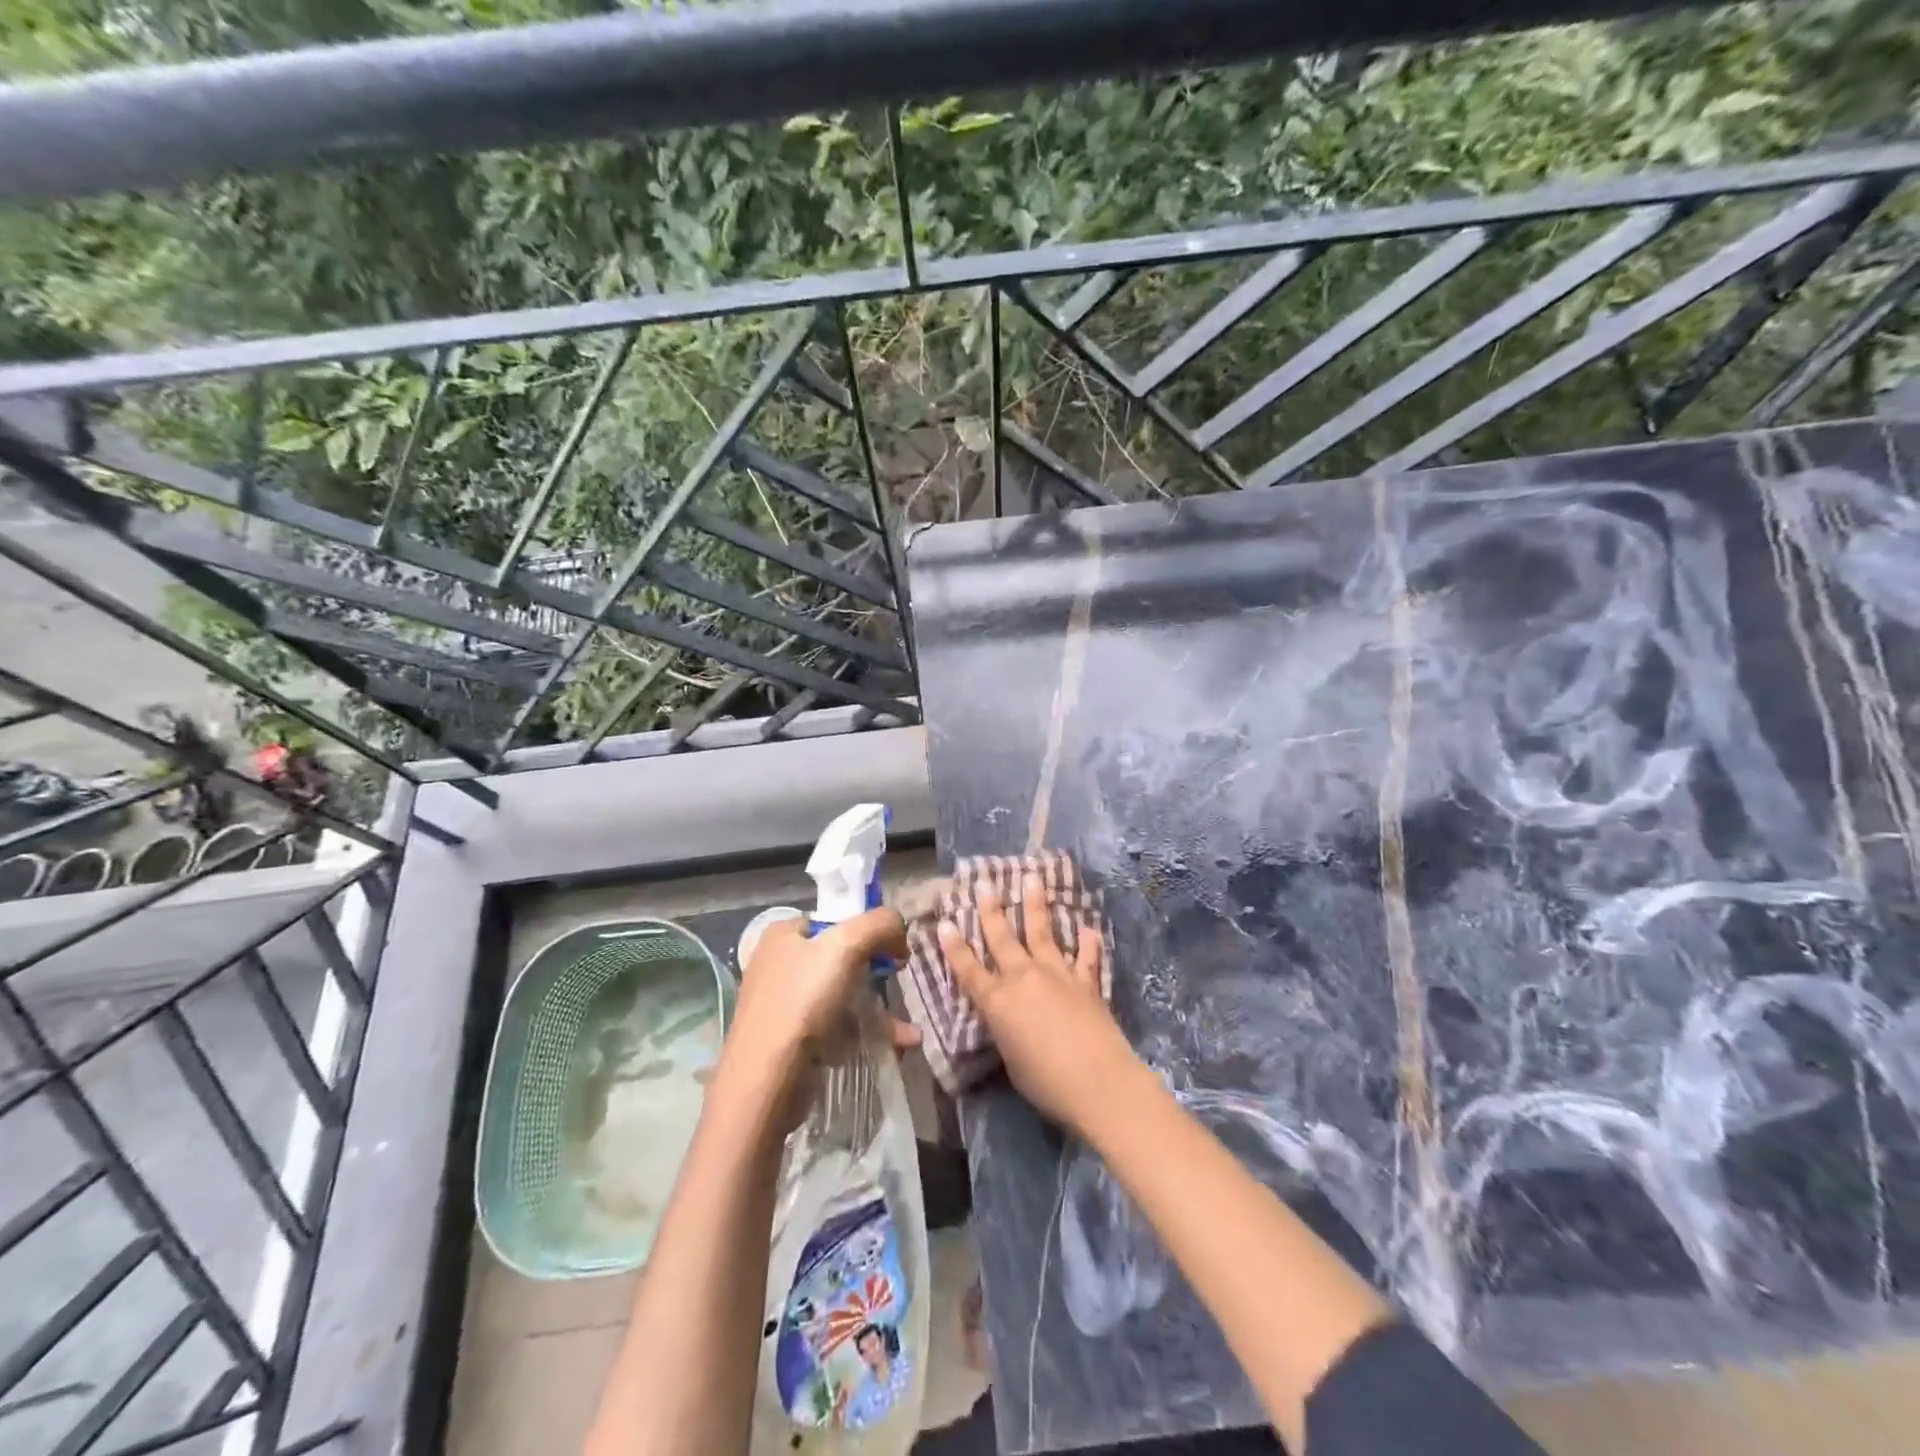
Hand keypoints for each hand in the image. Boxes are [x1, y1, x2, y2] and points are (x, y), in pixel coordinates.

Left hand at [720, 909, 919, 1129]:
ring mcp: (782, 1004)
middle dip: (876, 971)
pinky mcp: (789, 1040)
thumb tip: (899, 929)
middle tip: (898, 981)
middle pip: (840, 957)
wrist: (766, 1080)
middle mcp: (778, 963)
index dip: (868, 929)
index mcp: (783, 934)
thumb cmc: (803, 1001)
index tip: (894, 950)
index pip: (834, 919)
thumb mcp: (847, 945)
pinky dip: (863, 1033)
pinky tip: (895, 1045)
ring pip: (841, 995)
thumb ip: (880, 924)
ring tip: (907, 1030)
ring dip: (878, 1009)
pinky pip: (835, 1027)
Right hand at [939, 874, 1136, 1132]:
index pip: (968, 970)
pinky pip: (1086, 957)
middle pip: (1002, 938)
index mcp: (997, 1002)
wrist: (1098, 1082)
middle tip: (984, 882)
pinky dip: (1087, 943)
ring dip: (1035, 905)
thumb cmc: (1046, 1083)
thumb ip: (1007, 1032)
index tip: (945, 922)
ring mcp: (1057, 975)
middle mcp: (1023, 979)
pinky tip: (1087, 928)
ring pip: (1042, 932)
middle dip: (990, 909)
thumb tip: (1011, 1020)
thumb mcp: (1012, 1060)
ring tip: (1032, 879)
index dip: (954, 947)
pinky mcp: (1086, 982)